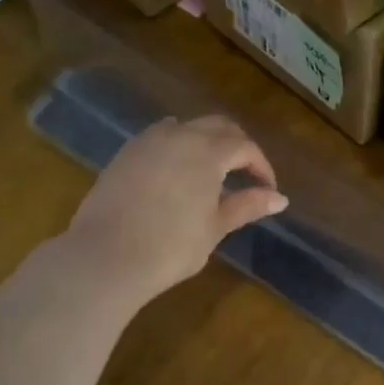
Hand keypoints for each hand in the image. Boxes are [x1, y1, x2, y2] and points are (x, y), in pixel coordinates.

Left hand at [63, 116, 285, 317]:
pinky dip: (178, 146)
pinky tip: (177, 172)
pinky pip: (160, 137)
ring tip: (212, 171)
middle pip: (218, 126)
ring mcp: (148, 141)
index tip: (267, 190)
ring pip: (187, 127)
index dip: (261, 166)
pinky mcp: (125, 153)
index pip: (245, 147)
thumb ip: (247, 205)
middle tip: (246, 175)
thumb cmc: (170, 247)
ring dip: (206, 142)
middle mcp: (180, 135)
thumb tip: (280, 198)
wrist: (104, 258)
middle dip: (238, 147)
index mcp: (208, 151)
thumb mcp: (215, 227)